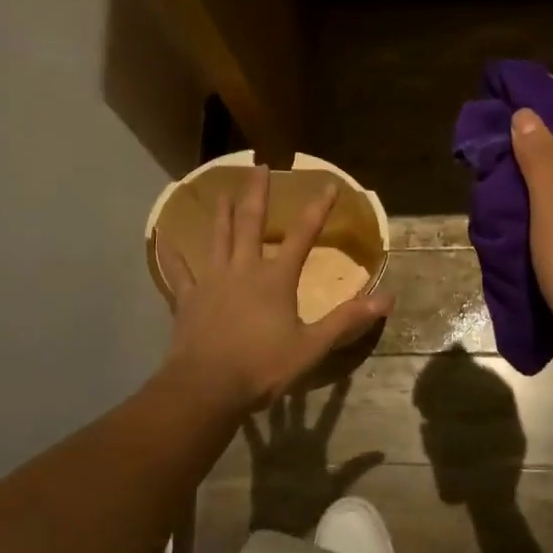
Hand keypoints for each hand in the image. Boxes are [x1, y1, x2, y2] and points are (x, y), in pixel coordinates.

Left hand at [157, 165, 393, 412]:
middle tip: (259, 166)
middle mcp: (243, 270)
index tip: (328, 185)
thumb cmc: (263, 367)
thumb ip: (347, 320)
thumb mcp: (312, 347)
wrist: (207, 386)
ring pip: (216, 238)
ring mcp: (211, 281)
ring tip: (221, 192)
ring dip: (220, 213)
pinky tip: (165, 242)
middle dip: (257, 194)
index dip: (318, 209)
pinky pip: (179, 272)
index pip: (303, 236)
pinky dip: (173, 256)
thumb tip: (387, 299)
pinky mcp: (188, 299)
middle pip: (250, 223)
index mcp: (275, 279)